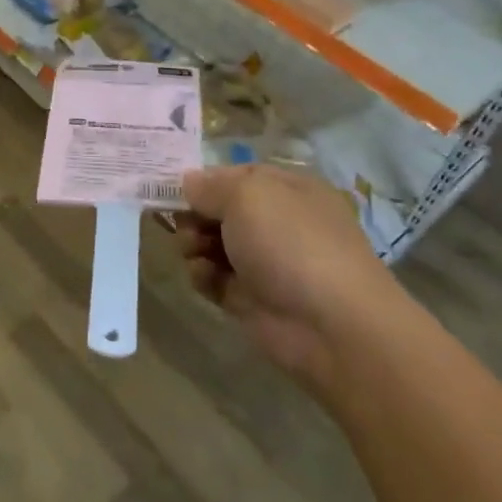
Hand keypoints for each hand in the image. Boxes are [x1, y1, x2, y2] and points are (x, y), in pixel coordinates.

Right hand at [178, 165, 405, 391]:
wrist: (332, 327)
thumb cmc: (292, 243)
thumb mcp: (247, 196)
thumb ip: (210, 186)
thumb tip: (188, 182)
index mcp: (286, 189)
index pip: (235, 175)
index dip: (203, 180)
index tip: (170, 187)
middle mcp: (276, 222)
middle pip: (219, 209)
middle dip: (194, 213)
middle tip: (182, 223)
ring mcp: (264, 262)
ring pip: (212, 243)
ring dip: (193, 243)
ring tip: (192, 250)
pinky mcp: (250, 299)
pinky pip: (214, 278)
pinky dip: (202, 275)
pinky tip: (204, 277)